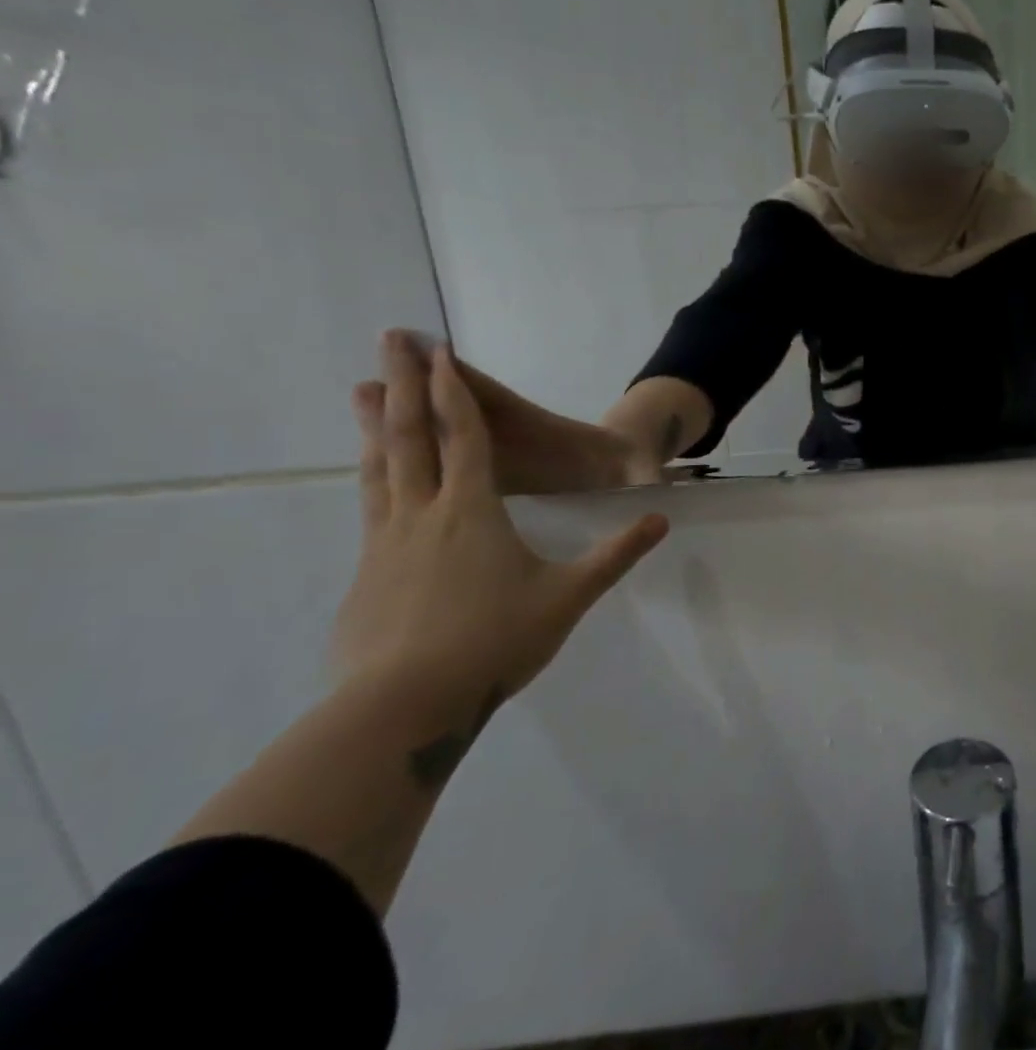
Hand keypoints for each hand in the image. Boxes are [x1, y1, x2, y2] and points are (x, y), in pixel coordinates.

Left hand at [334, 332, 670, 706]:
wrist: (403, 708)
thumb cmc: (495, 641)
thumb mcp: (569, 596)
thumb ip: (616, 554)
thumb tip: (660, 521)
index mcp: (472, 511)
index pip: (464, 436)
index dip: (454, 391)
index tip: (438, 352)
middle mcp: (422, 514)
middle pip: (409, 437)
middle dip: (404, 385)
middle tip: (387, 341)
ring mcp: (385, 544)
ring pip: (379, 469)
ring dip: (374, 425)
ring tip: (361, 392)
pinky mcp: (365, 576)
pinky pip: (370, 509)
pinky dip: (371, 478)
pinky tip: (371, 482)